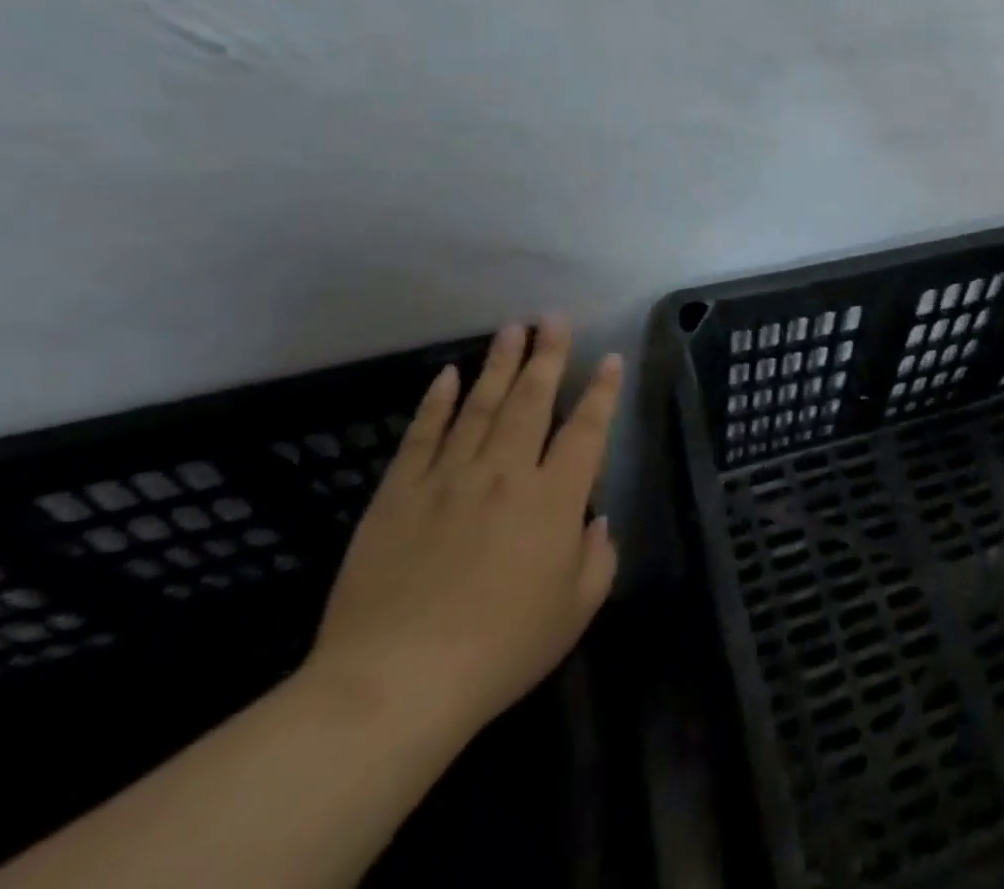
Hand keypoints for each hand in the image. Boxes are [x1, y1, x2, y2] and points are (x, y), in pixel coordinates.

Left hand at [304, 318, 621, 742]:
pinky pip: (423, 436)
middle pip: (532, 400)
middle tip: (554, 318)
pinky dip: (438, 402)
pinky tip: (449, 375)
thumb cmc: (500, 651)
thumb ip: (598, 558)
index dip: (601, 391)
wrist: (394, 685)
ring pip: (481, 406)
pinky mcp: (399, 494)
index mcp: (555, 499)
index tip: (609, 358)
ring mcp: (449, 478)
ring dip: (500, 364)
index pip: (586, 429)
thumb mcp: (574, 611)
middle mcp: (507, 473)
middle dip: (547, 355)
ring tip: (513, 328)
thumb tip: (595, 520)